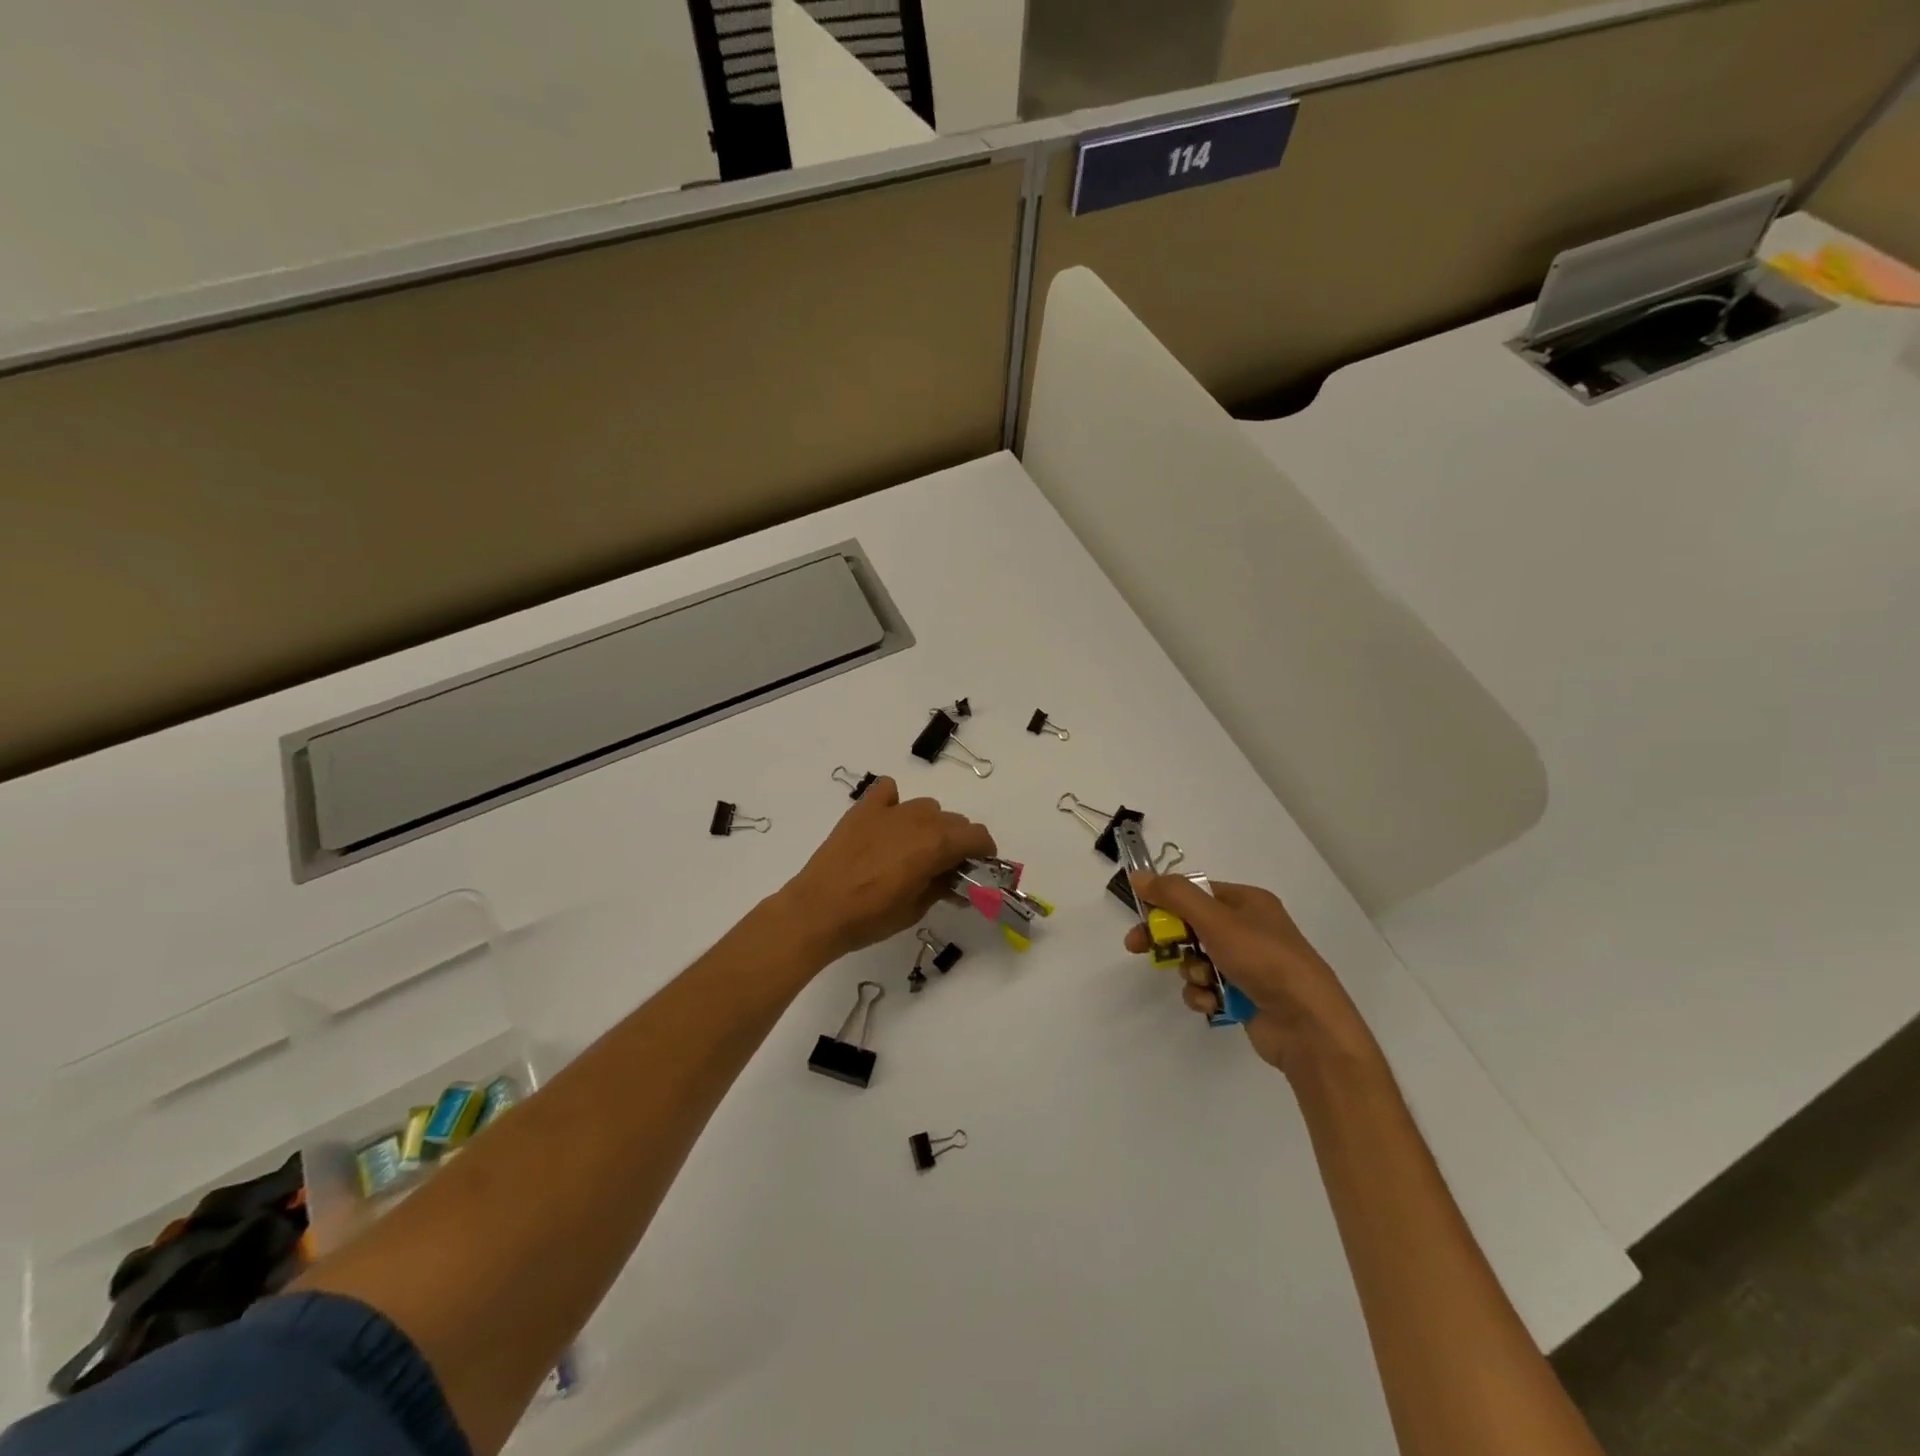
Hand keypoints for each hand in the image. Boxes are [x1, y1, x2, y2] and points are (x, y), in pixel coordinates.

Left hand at [776, 778, 995, 962]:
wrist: (818, 909)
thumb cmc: (872, 916)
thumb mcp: (917, 909)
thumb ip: (942, 887)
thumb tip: (956, 882)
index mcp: (937, 844)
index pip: (977, 836)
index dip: (984, 852)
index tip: (979, 868)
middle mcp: (919, 819)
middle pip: (954, 821)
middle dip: (957, 842)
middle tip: (945, 867)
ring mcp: (890, 810)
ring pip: (926, 807)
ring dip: (930, 825)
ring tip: (914, 849)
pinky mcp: (864, 808)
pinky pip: (888, 791)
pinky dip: (894, 802)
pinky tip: (887, 823)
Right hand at [1125, 874, 1370, 1072]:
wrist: (1308, 1024)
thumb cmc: (1263, 959)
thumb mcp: (1215, 919)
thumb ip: (1174, 895)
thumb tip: (1138, 875)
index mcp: (1247, 902)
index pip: (1196, 892)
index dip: (1165, 902)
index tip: (1140, 915)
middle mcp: (1248, 929)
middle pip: (1191, 926)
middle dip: (1169, 939)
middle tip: (1137, 947)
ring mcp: (1247, 965)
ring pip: (1196, 959)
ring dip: (1191, 971)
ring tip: (1204, 981)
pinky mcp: (1244, 996)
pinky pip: (1208, 988)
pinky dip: (1204, 994)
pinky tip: (1213, 1003)